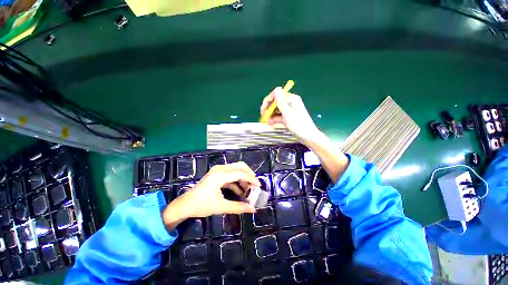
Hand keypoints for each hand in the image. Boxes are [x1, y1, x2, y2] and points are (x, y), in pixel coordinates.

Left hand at [162, 162, 259, 229]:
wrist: (185, 205)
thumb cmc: (201, 205)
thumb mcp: (221, 207)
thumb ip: (238, 207)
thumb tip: (253, 209)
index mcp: (220, 175)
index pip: (240, 173)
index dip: (251, 179)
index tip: (259, 186)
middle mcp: (220, 169)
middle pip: (239, 166)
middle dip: (249, 174)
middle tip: (254, 185)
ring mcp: (218, 170)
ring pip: (236, 169)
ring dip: (243, 178)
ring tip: (248, 190)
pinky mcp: (217, 174)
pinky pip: (231, 174)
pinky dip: (237, 181)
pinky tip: (240, 191)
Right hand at [260, 87, 322, 144]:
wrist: (308, 137)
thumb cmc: (299, 126)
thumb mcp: (288, 114)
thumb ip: (281, 102)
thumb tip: (276, 89)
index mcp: (291, 99)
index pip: (276, 94)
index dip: (268, 101)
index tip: (263, 111)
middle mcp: (290, 102)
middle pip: (275, 102)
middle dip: (268, 109)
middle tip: (264, 117)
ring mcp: (289, 109)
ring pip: (276, 109)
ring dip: (270, 115)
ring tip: (267, 122)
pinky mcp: (288, 116)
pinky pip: (279, 115)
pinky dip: (274, 119)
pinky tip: (271, 124)